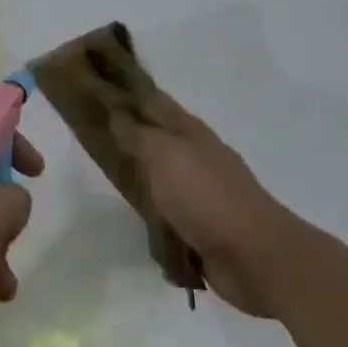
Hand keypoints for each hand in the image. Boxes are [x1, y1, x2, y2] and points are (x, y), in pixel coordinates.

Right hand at [109, 94, 292, 317]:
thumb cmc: (206, 196)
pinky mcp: (203, 229)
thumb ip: (137, 134)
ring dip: (141, 180)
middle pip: (158, 139)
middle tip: (93, 136)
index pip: (156, 101)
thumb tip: (115, 113)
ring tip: (107, 181)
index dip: (130, 92)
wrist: (254, 257)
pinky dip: (154, 218)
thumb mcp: (164, 154)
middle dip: (131, 136)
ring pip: (162, 179)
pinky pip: (169, 217)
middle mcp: (198, 158)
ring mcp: (203, 195)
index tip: (99, 89)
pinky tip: (135, 221)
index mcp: (192, 133)